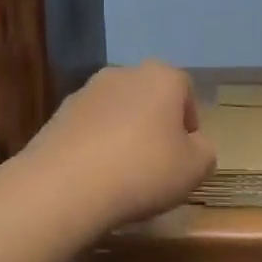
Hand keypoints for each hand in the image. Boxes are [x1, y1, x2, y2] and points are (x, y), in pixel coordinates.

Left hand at [22, 61, 216, 228]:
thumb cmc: (144, 170)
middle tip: (158, 162)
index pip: (185, 90)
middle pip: (149, 97)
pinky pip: (88, 130)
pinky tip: (95, 177)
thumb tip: (194, 145)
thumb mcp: (196, 168)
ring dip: (123, 134)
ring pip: (116, 112)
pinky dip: (95, 146)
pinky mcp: (56, 116)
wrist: (64, 187)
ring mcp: (85, 93)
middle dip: (155, 124)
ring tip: (124, 174)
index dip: (190, 121)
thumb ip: (204, 151)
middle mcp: (122, 74)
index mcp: (161, 77)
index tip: (186, 153)